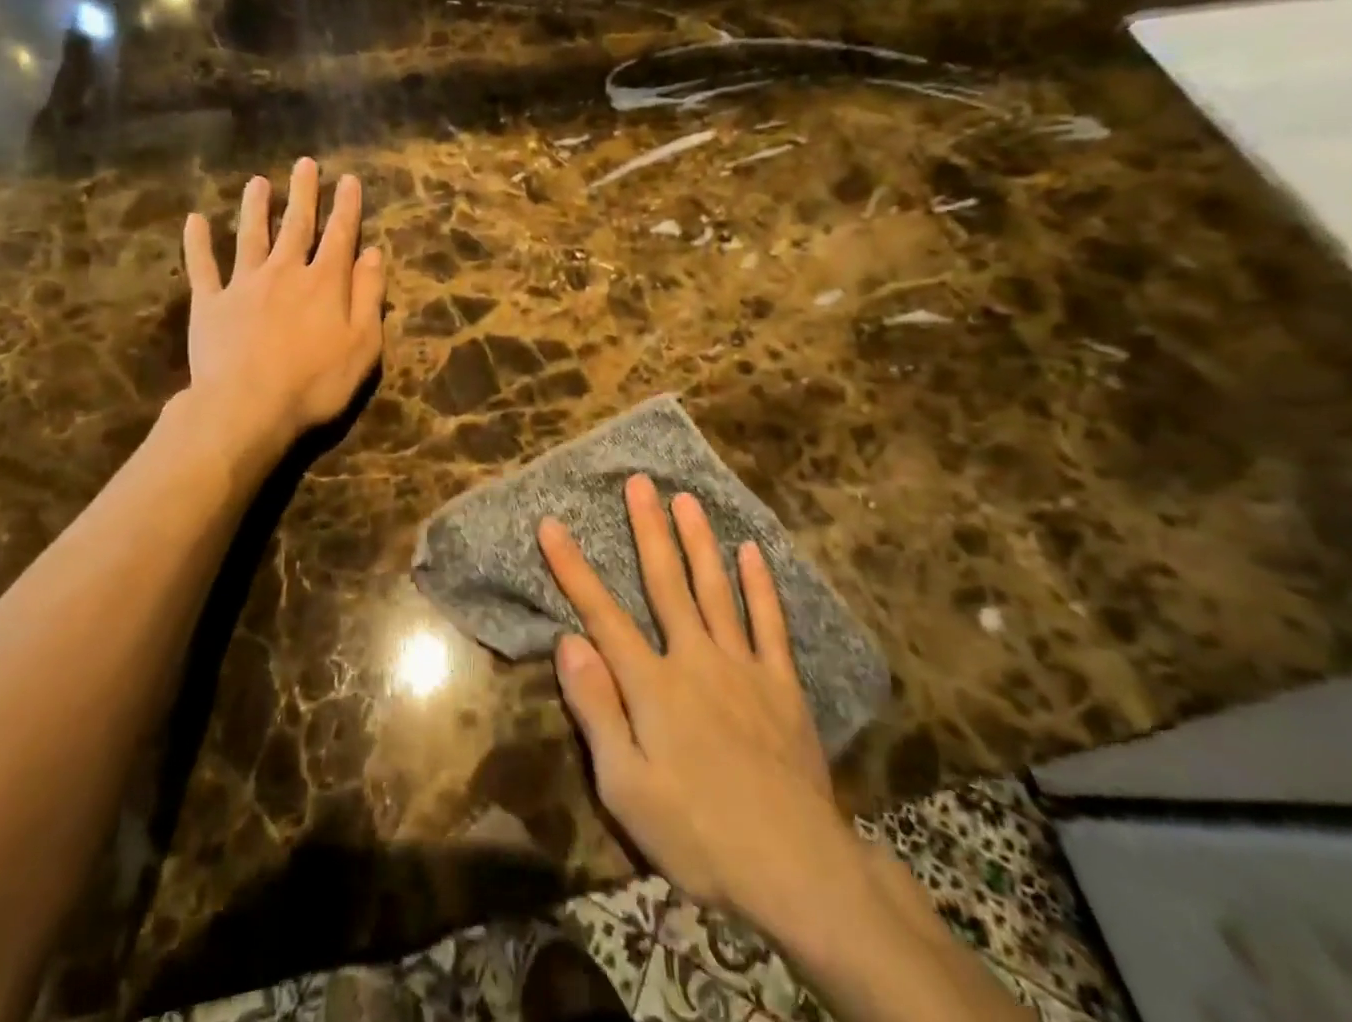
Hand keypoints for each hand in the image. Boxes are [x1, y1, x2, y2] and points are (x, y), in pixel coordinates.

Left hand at [181, 158, 385, 455]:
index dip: (346, 207)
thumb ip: (369, 296)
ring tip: (258, 182)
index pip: (340, 236)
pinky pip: (203, 267)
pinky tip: (195, 220)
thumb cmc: (315, 382)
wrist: (247, 406)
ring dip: (256, 207)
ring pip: (250, 236)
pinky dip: (198, 243)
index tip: (348, 180)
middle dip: (303, 194)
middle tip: (305, 164)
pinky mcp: (210, 304)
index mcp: (324, 283)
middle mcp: (284, 272)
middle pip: (296, 225)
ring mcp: (243, 285)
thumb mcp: (362, 344)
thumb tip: (373, 253)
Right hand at [542, 475, 1031, 1021]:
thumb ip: (597, 709)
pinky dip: (760, 585)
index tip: (552, 523)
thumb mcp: (626, 788)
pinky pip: (770, 624)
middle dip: (649, 529)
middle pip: (667, 582)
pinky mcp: (782, 684)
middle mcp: (695, 658)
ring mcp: (743, 666)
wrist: (798, 870)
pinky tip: (752, 552)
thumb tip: (570, 640)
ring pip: (717, 589)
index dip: (573, 568)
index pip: (602, 614)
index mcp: (653, 684)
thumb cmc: (699, 834)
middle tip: (641, 481)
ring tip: (687, 499)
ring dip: (699, 541)